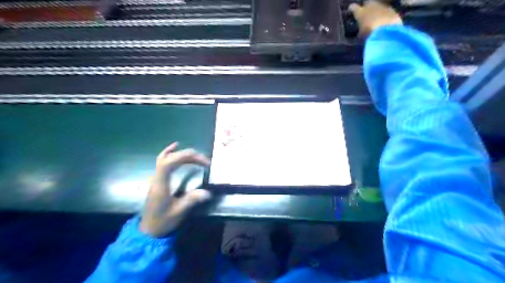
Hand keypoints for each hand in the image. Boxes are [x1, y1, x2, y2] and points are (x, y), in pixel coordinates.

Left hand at [138, 142, 211, 236]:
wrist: (148, 230)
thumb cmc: (162, 221)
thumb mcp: (178, 213)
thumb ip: (191, 201)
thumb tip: (208, 193)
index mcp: (160, 184)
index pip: (168, 163)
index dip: (185, 157)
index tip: (203, 162)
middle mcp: (157, 177)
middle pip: (170, 158)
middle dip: (189, 156)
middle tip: (206, 162)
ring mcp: (156, 177)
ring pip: (166, 158)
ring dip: (182, 154)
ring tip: (197, 156)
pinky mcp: (158, 179)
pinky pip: (162, 161)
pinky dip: (169, 152)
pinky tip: (176, 146)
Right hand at [350, 0, 400, 37]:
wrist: (386, 32)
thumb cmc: (369, 34)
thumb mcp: (361, 34)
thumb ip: (360, 30)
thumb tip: (361, 31)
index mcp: (360, 12)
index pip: (353, 7)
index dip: (352, 9)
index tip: (351, 10)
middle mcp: (371, 5)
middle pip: (367, 2)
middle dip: (366, 7)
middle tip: (365, 14)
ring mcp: (383, 6)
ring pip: (378, 6)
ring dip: (376, 11)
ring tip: (376, 19)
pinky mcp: (392, 10)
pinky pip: (387, 11)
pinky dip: (385, 15)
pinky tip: (384, 22)